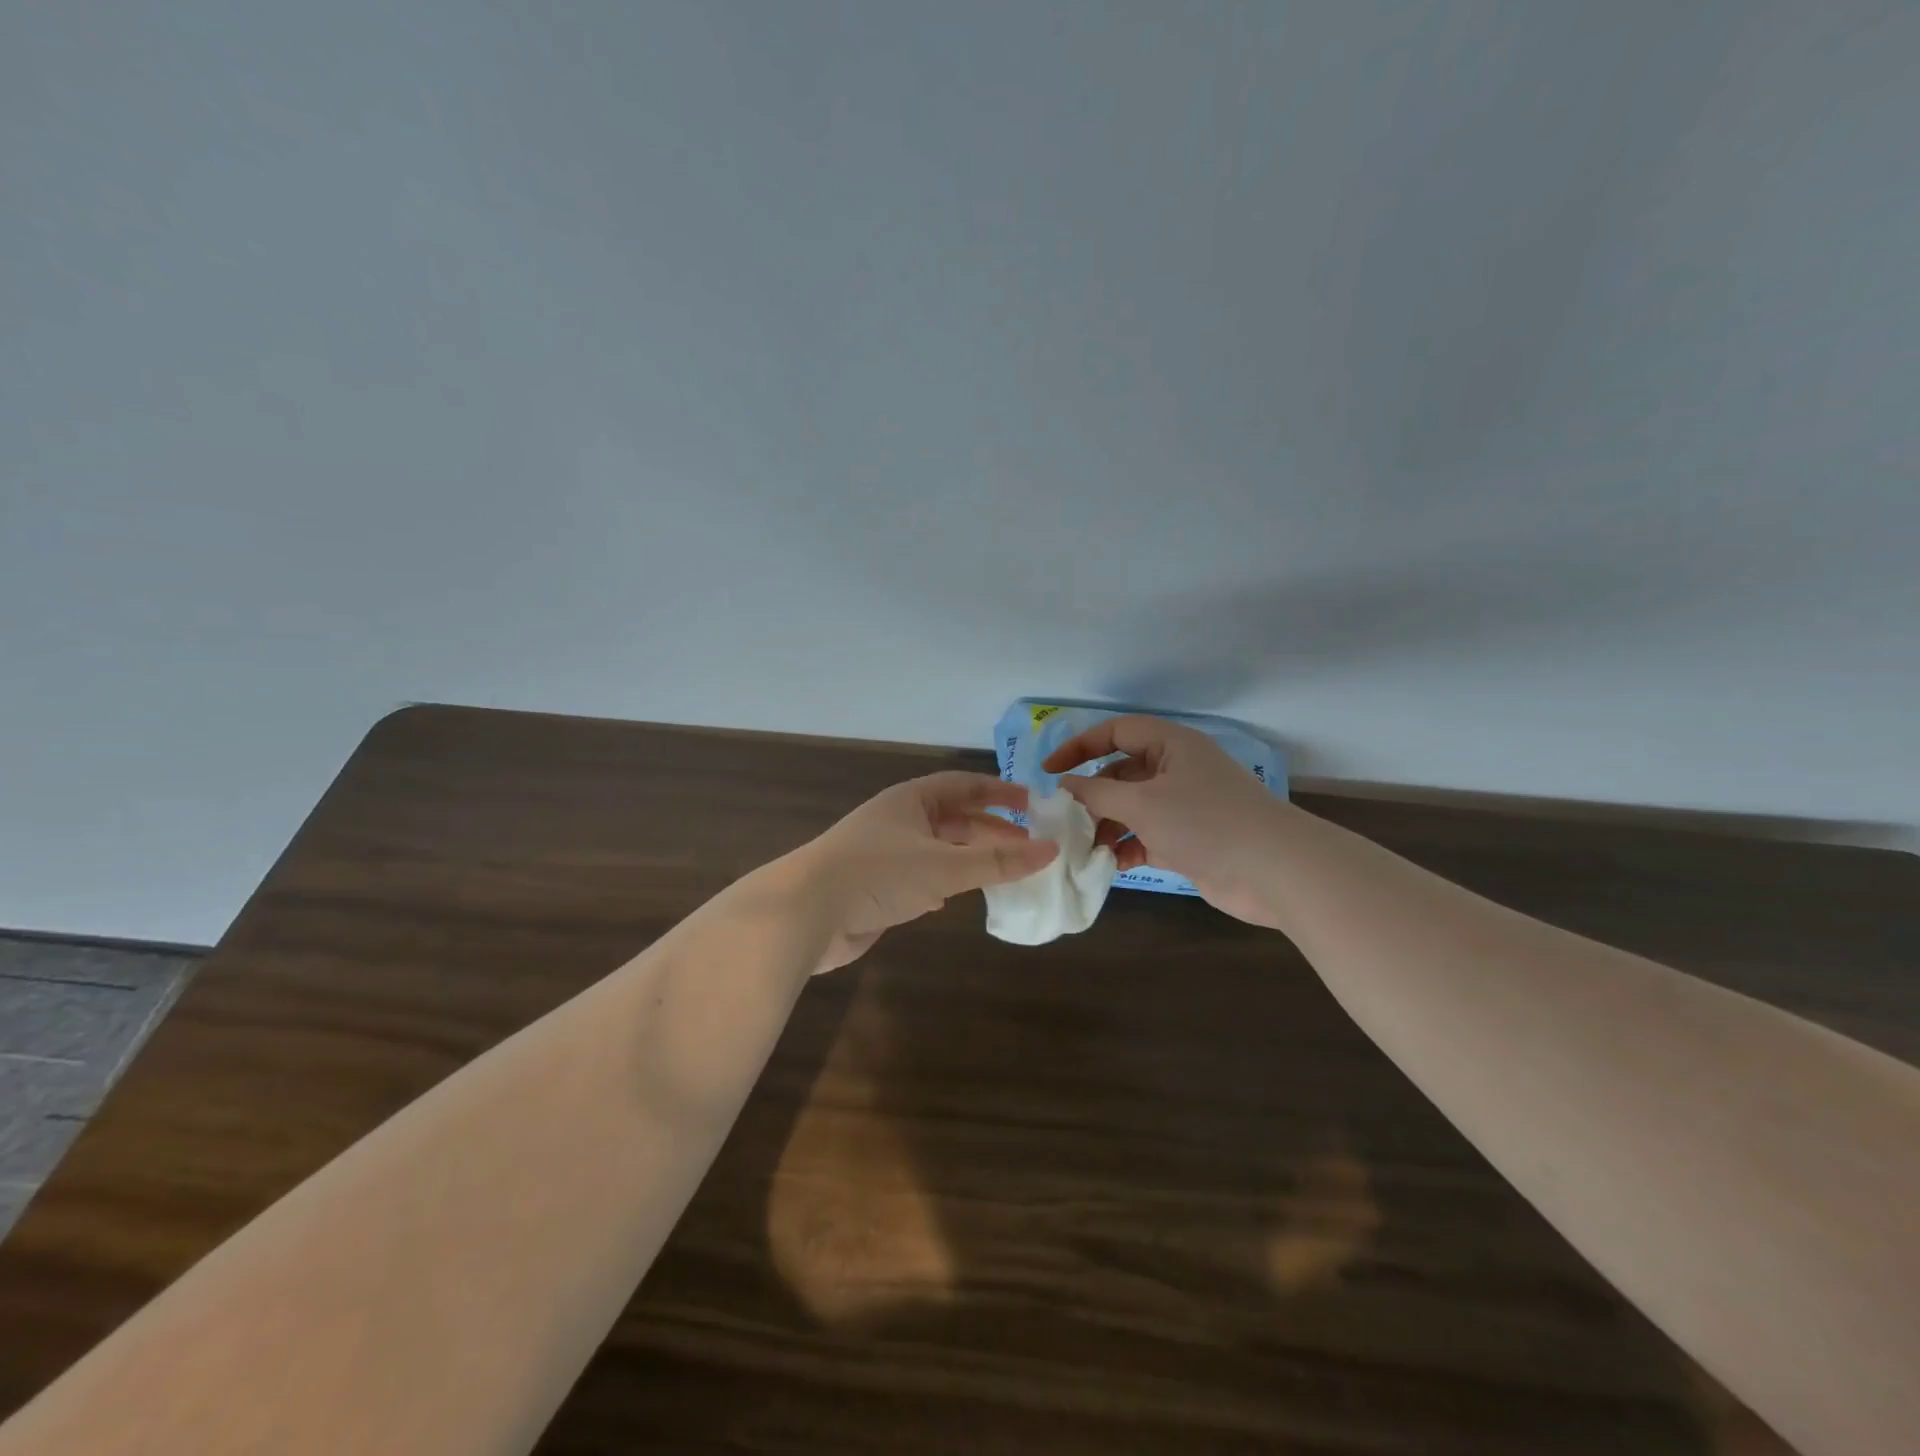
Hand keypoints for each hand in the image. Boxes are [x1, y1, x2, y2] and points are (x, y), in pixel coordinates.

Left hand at [798, 772, 1058, 970]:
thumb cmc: (878, 874)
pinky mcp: (877, 887)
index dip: (999, 792)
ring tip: (1006, 871)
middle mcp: (899, 821)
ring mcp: (886, 855)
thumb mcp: (944, 865)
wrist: (805, 913)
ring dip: (970, 858)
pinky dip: (944, 883)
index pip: (964, 786)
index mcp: (912, 800)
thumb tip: (1050, 850)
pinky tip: (957, 897)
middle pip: (954, 818)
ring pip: (939, 850)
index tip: (1033, 804)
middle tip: (1029, 845)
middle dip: (991, 830)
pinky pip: (921, 877)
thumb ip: (997, 861)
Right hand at [1043, 716, 1284, 926]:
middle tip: (1065, 818)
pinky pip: (1148, 835)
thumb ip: (1097, 792)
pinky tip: (1112, 864)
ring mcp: (1185, 806)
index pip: (1115, 733)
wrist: (1274, 870)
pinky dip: (1128, 847)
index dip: (1078, 747)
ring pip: (1133, 808)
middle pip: (1121, 773)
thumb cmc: (1204, 822)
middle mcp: (1177, 769)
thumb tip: (1064, 786)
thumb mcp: (1142, 803)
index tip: (1048, 771)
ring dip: (1108, 825)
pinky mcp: (1190, 839)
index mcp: (1170, 745)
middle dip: (1092, 795)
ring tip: (1086, 847)